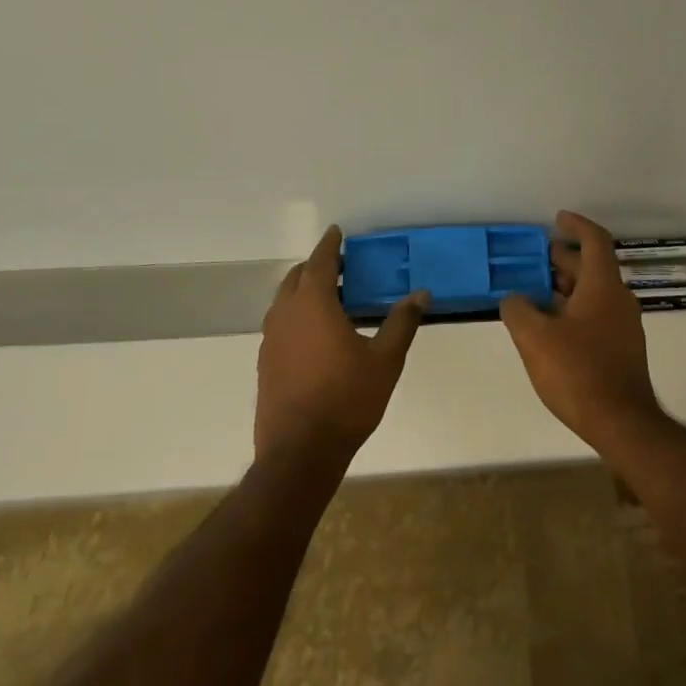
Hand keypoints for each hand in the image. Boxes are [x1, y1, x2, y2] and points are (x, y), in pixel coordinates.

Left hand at [255, 226, 429, 463]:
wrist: (299, 452)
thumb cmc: (346, 399)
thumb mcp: (385, 360)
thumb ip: (402, 323)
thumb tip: (420, 294)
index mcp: (313, 305)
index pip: (319, 263)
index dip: (329, 246)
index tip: (336, 232)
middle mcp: (285, 316)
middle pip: (296, 278)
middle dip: (315, 267)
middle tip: (339, 267)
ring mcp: (270, 341)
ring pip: (283, 302)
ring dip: (303, 291)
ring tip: (329, 298)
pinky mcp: (265, 365)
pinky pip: (280, 325)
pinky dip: (296, 316)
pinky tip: (315, 336)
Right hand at [500, 210, 664, 451]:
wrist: (622, 422)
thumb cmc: (578, 372)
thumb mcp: (535, 338)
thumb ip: (518, 310)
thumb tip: (514, 298)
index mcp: (603, 286)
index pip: (595, 240)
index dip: (576, 225)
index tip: (557, 219)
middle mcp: (618, 299)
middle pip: (593, 267)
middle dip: (565, 258)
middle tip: (537, 258)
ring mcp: (624, 325)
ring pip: (594, 292)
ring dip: (567, 286)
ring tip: (536, 292)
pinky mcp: (622, 349)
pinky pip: (596, 314)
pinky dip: (574, 308)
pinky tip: (551, 327)